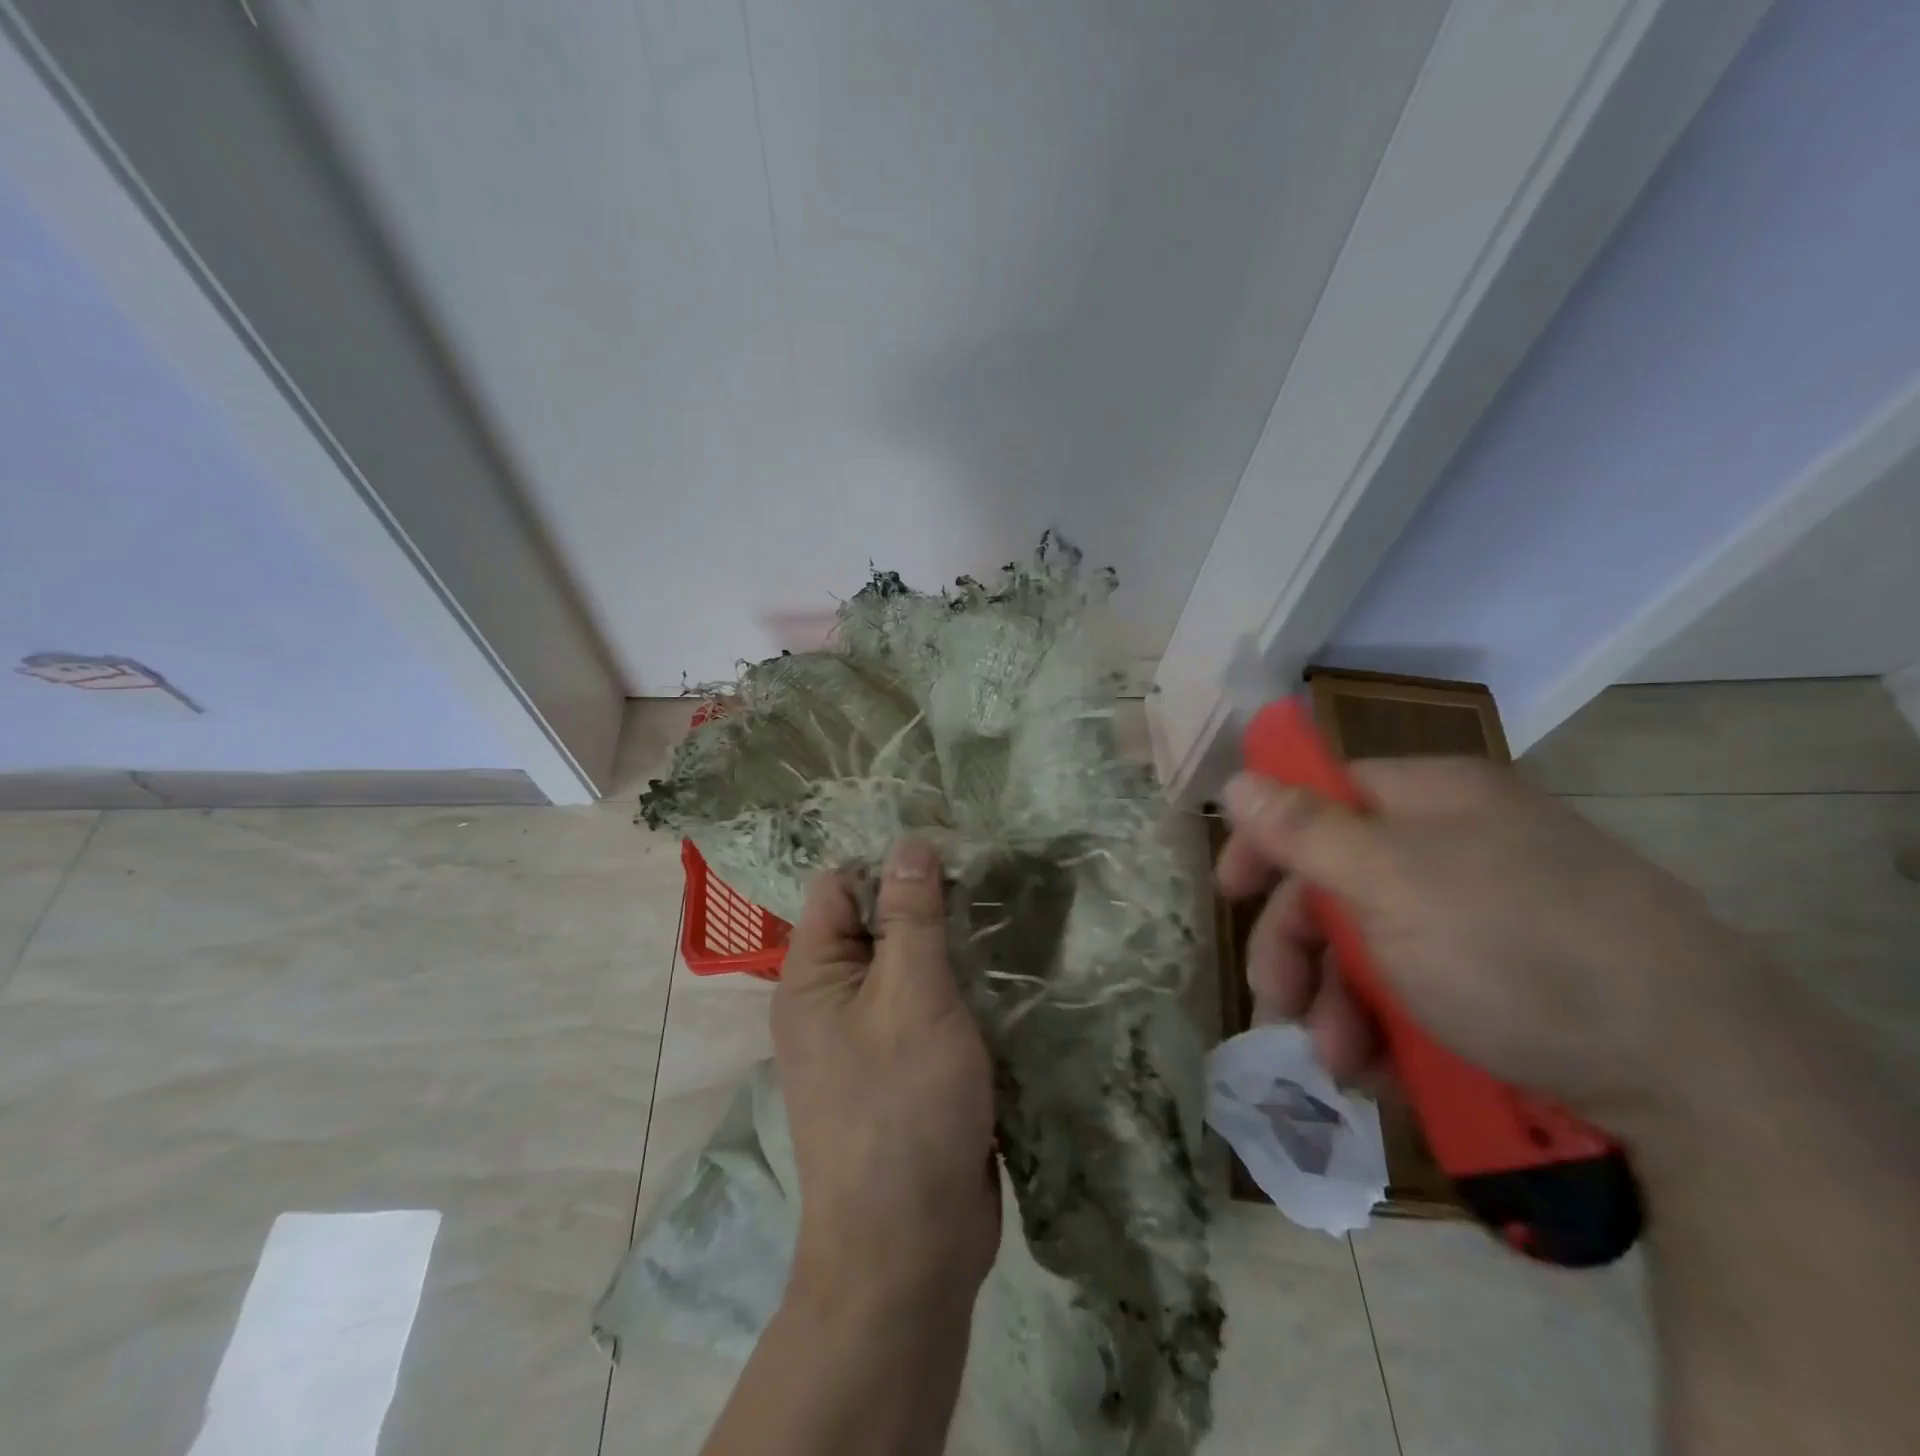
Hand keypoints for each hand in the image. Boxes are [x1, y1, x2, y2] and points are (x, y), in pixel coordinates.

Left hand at [773, 840, 999, 1316]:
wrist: (910, 1248)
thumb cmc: (904, 1107)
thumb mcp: (912, 997)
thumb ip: (912, 917)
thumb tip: (909, 844)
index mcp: (811, 977)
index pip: (840, 887)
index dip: (889, 864)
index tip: (950, 850)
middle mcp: (828, 1001)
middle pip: (875, 925)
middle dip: (925, 905)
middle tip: (987, 879)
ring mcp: (865, 1038)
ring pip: (905, 967)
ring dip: (946, 949)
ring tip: (1002, 916)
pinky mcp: (901, 1068)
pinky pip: (922, 1008)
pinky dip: (954, 989)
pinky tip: (998, 975)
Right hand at [1216, 757, 1772, 1133]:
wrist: (1697, 1073)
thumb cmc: (1510, 949)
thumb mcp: (1387, 882)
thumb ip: (1303, 830)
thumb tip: (1237, 778)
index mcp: (1430, 801)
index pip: (1321, 799)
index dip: (1267, 840)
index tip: (1231, 890)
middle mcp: (1457, 846)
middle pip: (1340, 882)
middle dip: (1300, 949)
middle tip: (1278, 1004)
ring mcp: (1487, 915)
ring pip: (1376, 946)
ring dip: (1339, 1004)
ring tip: (1342, 1064)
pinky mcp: (1513, 981)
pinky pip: (1422, 988)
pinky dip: (1390, 1027)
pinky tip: (1385, 1072)